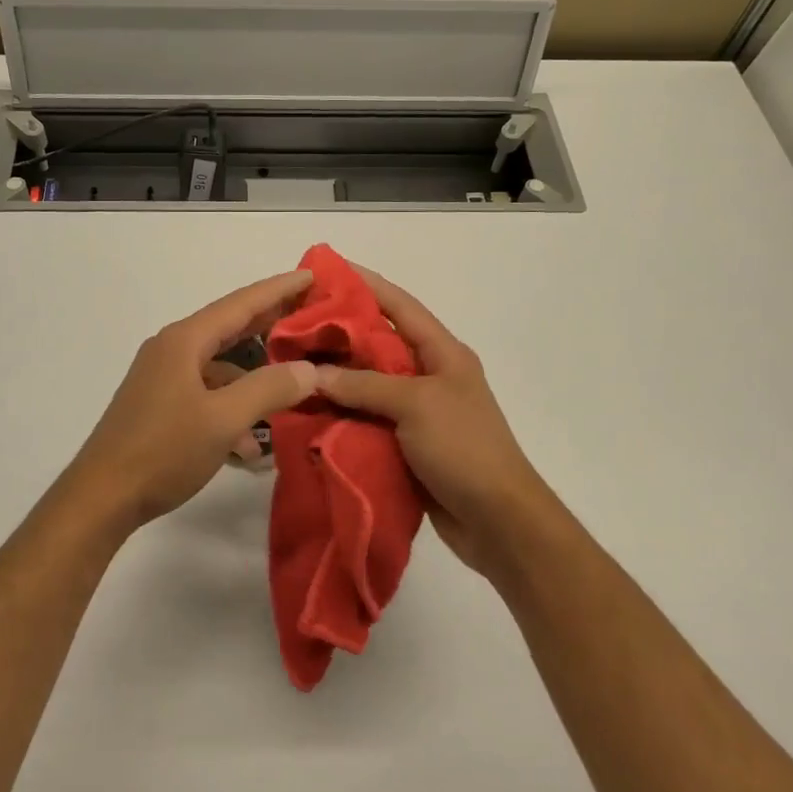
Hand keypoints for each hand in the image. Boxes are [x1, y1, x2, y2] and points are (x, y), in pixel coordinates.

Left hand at [59, 269, 319, 533]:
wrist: (102, 496)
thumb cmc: (163, 450)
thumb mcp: (223, 419)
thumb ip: (269, 389)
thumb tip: (310, 369)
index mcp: (185, 341)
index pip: (241, 303)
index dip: (278, 289)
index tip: (310, 274)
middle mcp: (172, 350)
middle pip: (230, 327)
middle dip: (270, 323)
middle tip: (311, 314)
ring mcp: (163, 378)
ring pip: (220, 367)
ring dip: (254, 378)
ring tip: (293, 389)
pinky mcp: (160, 405)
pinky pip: (207, 394)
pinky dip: (232, 407)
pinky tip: (251, 443)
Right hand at [314, 265, 559, 579]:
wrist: (498, 520)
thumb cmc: (464, 448)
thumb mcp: (415, 405)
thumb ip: (364, 385)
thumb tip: (316, 373)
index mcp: (443, 353)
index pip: (400, 307)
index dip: (366, 285)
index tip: (327, 271)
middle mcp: (430, 375)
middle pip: (379, 344)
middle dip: (340, 333)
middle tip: (296, 325)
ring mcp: (419, 411)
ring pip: (369, 383)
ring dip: (337, 377)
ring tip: (294, 366)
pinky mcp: (407, 443)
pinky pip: (369, 418)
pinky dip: (343, 413)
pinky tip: (311, 411)